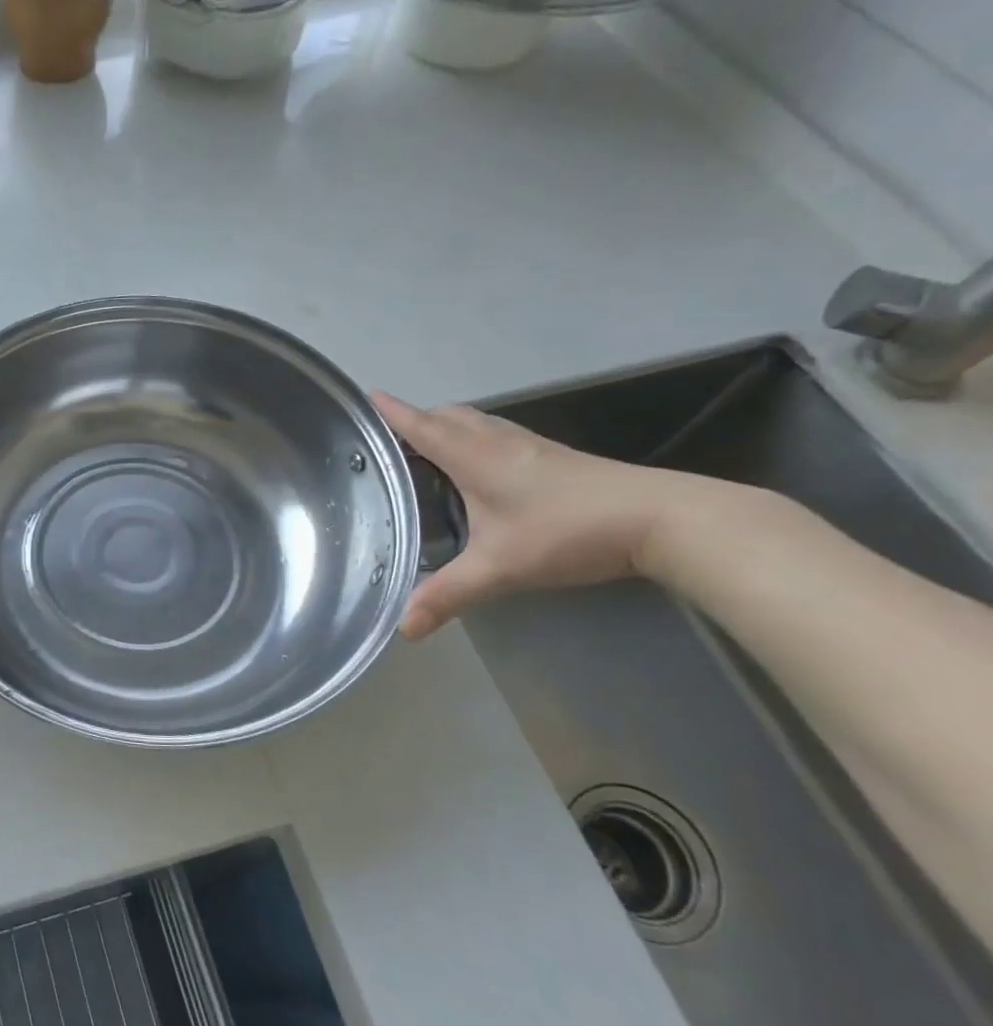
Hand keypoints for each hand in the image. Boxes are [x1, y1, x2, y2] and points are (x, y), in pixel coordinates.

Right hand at [372, 391, 692, 638]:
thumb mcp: (500, 568)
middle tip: (388, 444)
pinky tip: (476, 470)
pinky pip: (496, 435)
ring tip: (424, 453)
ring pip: (475, 422)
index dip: (391, 413)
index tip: (364, 397)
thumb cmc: (568, 531)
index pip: (421, 426)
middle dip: (414, 420)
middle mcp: (497, 441)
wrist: (661, 519)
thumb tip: (404, 628)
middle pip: (447, 416)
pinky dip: (472, 439)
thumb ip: (449, 595)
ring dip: (445, 427)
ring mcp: (529, 446)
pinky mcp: (552, 456)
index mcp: (474, 456)